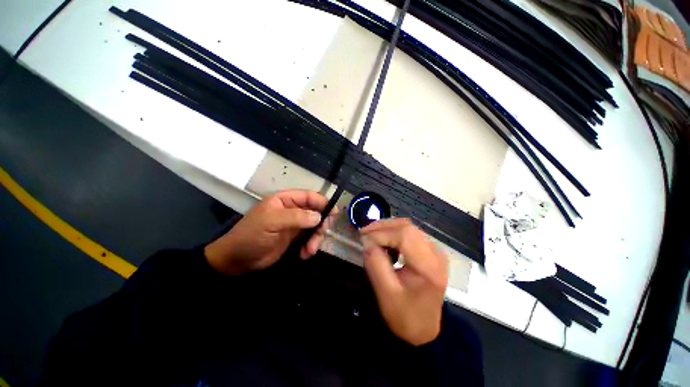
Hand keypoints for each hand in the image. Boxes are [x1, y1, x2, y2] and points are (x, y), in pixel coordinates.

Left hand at [205, 190, 334, 275]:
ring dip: (316, 238)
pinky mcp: (295, 238)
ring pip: (315, 226)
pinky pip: (310, 239)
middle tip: (322, 234)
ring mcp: (294, 224)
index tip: (333, 213)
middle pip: (315, 212)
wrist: (237, 261)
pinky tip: (305, 254)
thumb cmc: (251, 236)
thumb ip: (295, 217)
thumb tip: (318, 216)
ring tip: (310, 251)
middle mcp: (292, 210)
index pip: (309, 196)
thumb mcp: (271, 222)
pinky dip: (310, 246)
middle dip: (320, 224)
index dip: (322, 202)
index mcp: (285, 200)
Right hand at [361, 218, 447, 345]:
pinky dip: (393, 233)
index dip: (381, 233)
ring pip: (408, 226)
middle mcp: (436, 253)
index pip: (404, 235)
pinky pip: (410, 233)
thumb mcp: (386, 293)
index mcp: (428, 266)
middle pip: (407, 226)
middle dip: (382, 227)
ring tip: (371, 236)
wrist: (424, 329)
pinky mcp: (430, 251)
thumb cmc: (405, 316)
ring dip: (387, 228)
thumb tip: (366, 240)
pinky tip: (384, 241)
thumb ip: (375, 263)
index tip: (363, 238)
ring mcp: (435, 250)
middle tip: (364, 233)